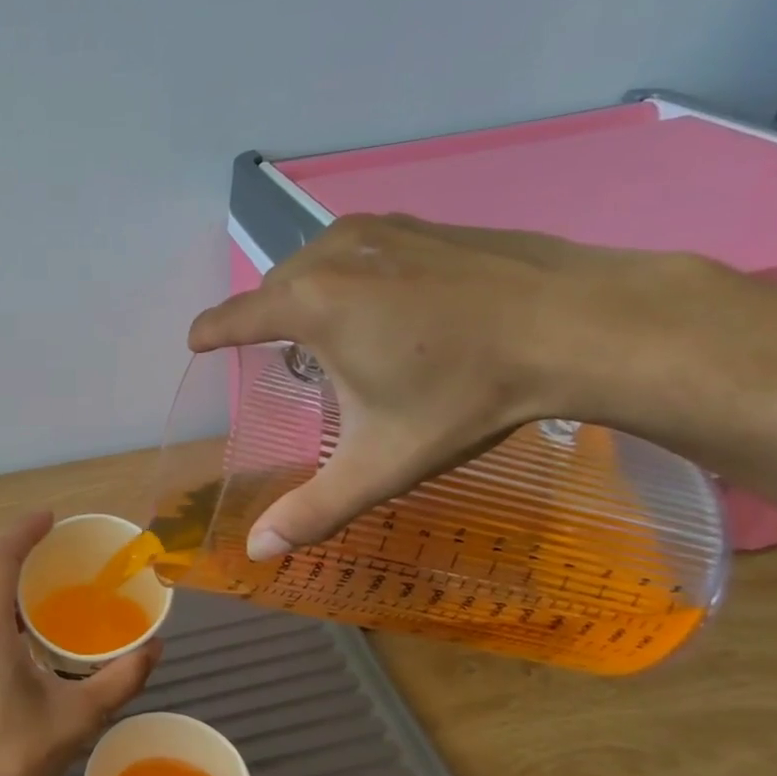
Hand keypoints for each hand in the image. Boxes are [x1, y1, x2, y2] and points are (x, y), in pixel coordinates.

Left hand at [0, 513, 160, 775]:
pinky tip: (10, 628)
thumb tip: (155, 648)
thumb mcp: (77, 719)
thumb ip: (121, 679)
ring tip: (34, 584)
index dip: (24, 531)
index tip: (50, 518)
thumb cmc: (12, 759)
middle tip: (51, 548)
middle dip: (13, 551)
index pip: (0, 557)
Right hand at [188, 214, 675, 557]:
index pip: (232, 317)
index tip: (197, 343)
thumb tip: (256, 553)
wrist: (580, 324)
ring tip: (337, 333)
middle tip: (292, 362)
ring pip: (314, 263)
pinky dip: (349, 274)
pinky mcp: (418, 223)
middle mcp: (330, 254)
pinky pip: (356, 247)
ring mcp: (378, 229)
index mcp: (310, 304)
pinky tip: (388, 302)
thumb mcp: (382, 463)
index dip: (209, 334)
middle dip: (267, 322)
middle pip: (273, 290)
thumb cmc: (466, 395)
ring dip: (309, 295)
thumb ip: (314, 509)